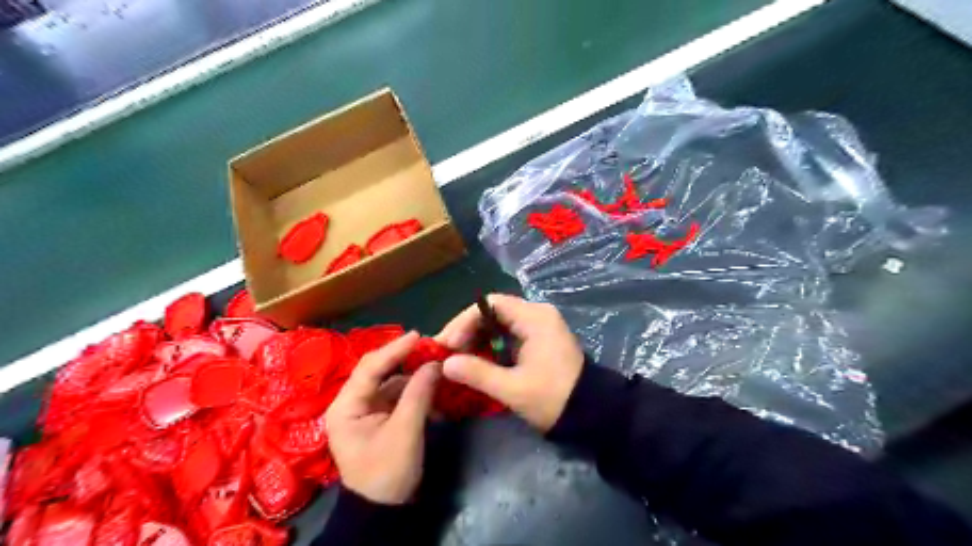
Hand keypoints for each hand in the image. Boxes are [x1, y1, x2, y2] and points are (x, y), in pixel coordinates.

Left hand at [325, 330, 441, 504]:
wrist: (383, 511)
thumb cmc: (387, 473)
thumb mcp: (405, 433)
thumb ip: (418, 394)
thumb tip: (435, 363)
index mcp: (346, 406)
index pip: (369, 368)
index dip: (394, 349)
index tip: (419, 335)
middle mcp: (351, 403)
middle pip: (378, 371)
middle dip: (404, 359)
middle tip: (430, 347)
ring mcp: (366, 410)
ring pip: (390, 382)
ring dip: (412, 374)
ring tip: (435, 364)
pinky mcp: (379, 417)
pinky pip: (397, 395)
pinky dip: (414, 390)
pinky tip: (431, 386)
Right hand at [437, 294, 578, 431]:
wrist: (593, 413)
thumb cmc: (554, 398)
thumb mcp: (513, 389)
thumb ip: (478, 373)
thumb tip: (446, 364)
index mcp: (534, 318)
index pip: (490, 304)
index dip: (464, 321)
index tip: (448, 344)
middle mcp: (537, 314)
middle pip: (493, 311)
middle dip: (467, 330)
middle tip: (447, 352)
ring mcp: (540, 326)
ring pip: (499, 323)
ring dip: (477, 338)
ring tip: (457, 359)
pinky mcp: (540, 339)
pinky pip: (508, 334)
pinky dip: (490, 345)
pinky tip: (477, 361)